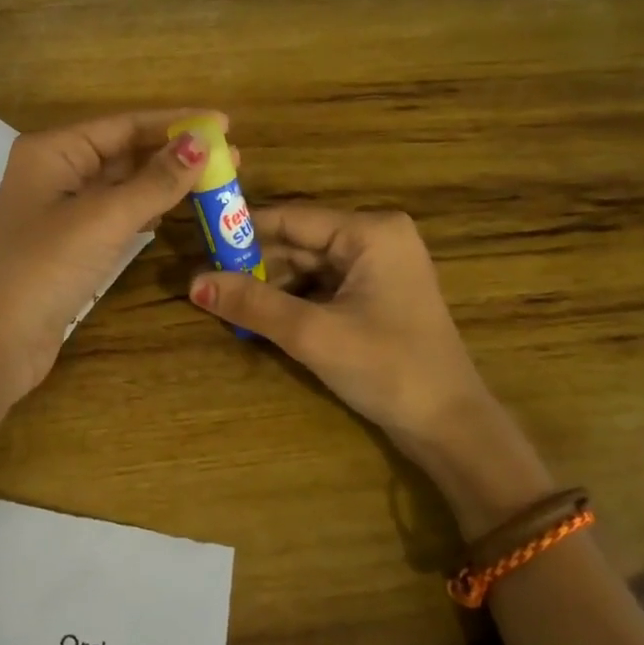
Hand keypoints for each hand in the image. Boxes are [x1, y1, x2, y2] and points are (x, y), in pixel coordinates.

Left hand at [0, 110, 221, 401]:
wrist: (0, 340)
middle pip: (125, 152)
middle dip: (176, 153)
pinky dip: (149, 209)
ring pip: (124, 185)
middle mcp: (56, 171)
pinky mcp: (71, 242)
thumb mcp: (105, 217)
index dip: (176, 123)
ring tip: (217, 180)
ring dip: (167, 182)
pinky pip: (118, 213)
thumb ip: (156, 180)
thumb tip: (202, 141)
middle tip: (232, 156)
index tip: (225, 123)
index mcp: (53, 151)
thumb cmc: (47, 267)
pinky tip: (179, 208)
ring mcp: (62, 209)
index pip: (124, 125)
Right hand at [189, 205, 552, 528]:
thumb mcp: (313, 334)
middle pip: (299, 242)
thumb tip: (193, 283)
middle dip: (255, 265)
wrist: (449, 426)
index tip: (199, 243)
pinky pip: (323, 288)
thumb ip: (253, 303)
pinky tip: (260, 319)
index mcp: (370, 231)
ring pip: (308, 267)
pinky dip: (292, 302)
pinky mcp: (375, 297)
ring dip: (271, 287)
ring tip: (225, 304)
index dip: (243, 230)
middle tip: (206, 284)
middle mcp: (376, 239)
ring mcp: (378, 269)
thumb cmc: (387, 368)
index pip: (292, 218)